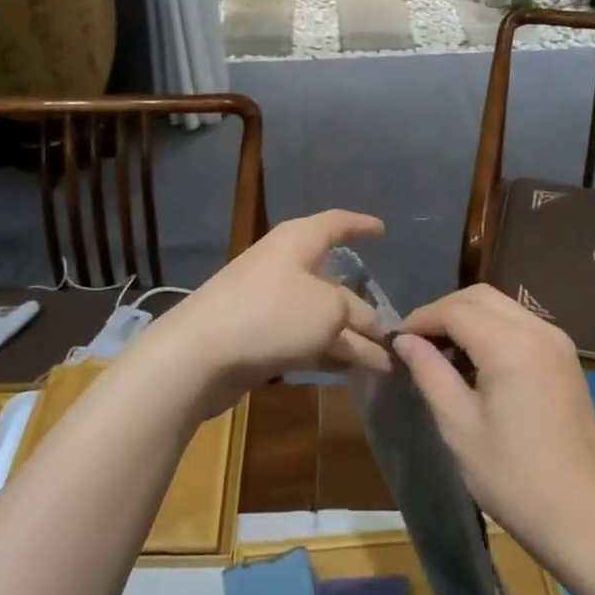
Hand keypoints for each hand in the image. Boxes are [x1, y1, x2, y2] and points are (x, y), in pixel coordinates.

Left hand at [141, 211, 391, 415]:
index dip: (361, 225)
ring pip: (320, 315)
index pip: (337, 223)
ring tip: (383, 364)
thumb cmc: (271, 314)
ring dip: (350, 338)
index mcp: (299, 241)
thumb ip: (356, 315)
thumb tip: (371, 329)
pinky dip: (327, 351)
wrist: (200, 354)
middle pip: (333, 280)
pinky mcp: (259, 335)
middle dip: (364, 306)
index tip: (383, 230)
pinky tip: (349, 372)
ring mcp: (269, 301)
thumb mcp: (329, 310)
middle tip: (394, 330)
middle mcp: (284, 264)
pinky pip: (303, 338)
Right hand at [394, 285, 594, 556]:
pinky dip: (492, 328)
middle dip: (443, 311)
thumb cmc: (517, 479)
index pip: (454, 310)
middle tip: (415, 342)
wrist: (590, 522)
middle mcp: (538, 329)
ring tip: (441, 351)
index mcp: (511, 344)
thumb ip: (429, 373)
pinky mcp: (566, 358)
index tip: (395, 340)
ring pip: (502, 306)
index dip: (420, 319)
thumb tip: (404, 341)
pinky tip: (476, 360)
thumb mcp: (460, 428)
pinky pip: (520, 324)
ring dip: (468, 317)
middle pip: (479, 297)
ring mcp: (558, 342)